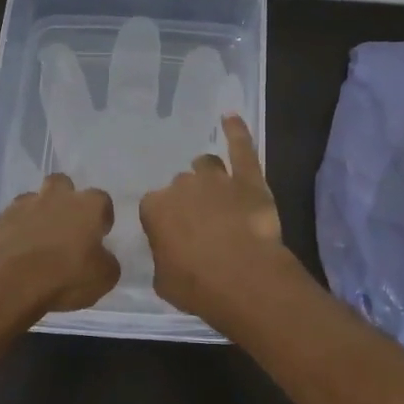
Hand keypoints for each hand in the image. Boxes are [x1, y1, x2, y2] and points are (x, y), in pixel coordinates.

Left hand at [0, 173, 120, 316]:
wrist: (6, 280)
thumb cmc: (64, 275)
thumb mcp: (103, 278)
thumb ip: (106, 262)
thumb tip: (102, 258)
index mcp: (87, 206)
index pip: (102, 200)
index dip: (102, 216)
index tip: (100, 233)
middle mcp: (55, 197)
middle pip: (62, 184)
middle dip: (65, 199)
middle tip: (66, 225)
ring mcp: (22, 206)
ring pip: (32, 200)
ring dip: (36, 215)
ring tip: (37, 242)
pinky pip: (10, 222)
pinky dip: (14, 233)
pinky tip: (14, 254)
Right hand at [139, 114, 294, 323]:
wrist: (243, 279)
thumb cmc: (197, 286)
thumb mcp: (163, 279)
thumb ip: (162, 256)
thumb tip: (169, 252)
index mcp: (155, 208)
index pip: (154, 207)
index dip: (165, 221)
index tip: (174, 236)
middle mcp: (182, 186)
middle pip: (181, 185)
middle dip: (189, 201)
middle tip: (200, 223)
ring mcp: (217, 178)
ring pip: (206, 165)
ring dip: (208, 175)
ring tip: (216, 190)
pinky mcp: (249, 178)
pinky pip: (241, 147)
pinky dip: (236, 131)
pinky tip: (230, 117)